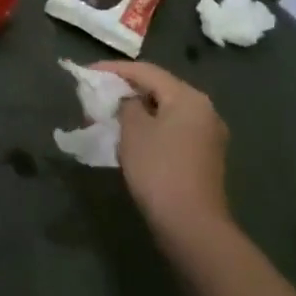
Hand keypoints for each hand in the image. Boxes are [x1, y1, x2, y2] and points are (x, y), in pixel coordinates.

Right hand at [93, 61, 231, 249]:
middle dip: (126, 90)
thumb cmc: (159, 169)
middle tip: (97, 96)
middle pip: (159, 89)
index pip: (146, 71)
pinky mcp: (204, 157)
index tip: (87, 73)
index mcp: (188, 97)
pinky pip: (173, 130)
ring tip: (110, 115)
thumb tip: (128, 101)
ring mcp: (208, 135)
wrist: (191, 226)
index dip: (113, 69)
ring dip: (138, 110)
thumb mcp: (133, 130)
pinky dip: (151, 127)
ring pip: (166, 111)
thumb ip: (126, 104)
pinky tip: (131, 137)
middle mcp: (204, 110)